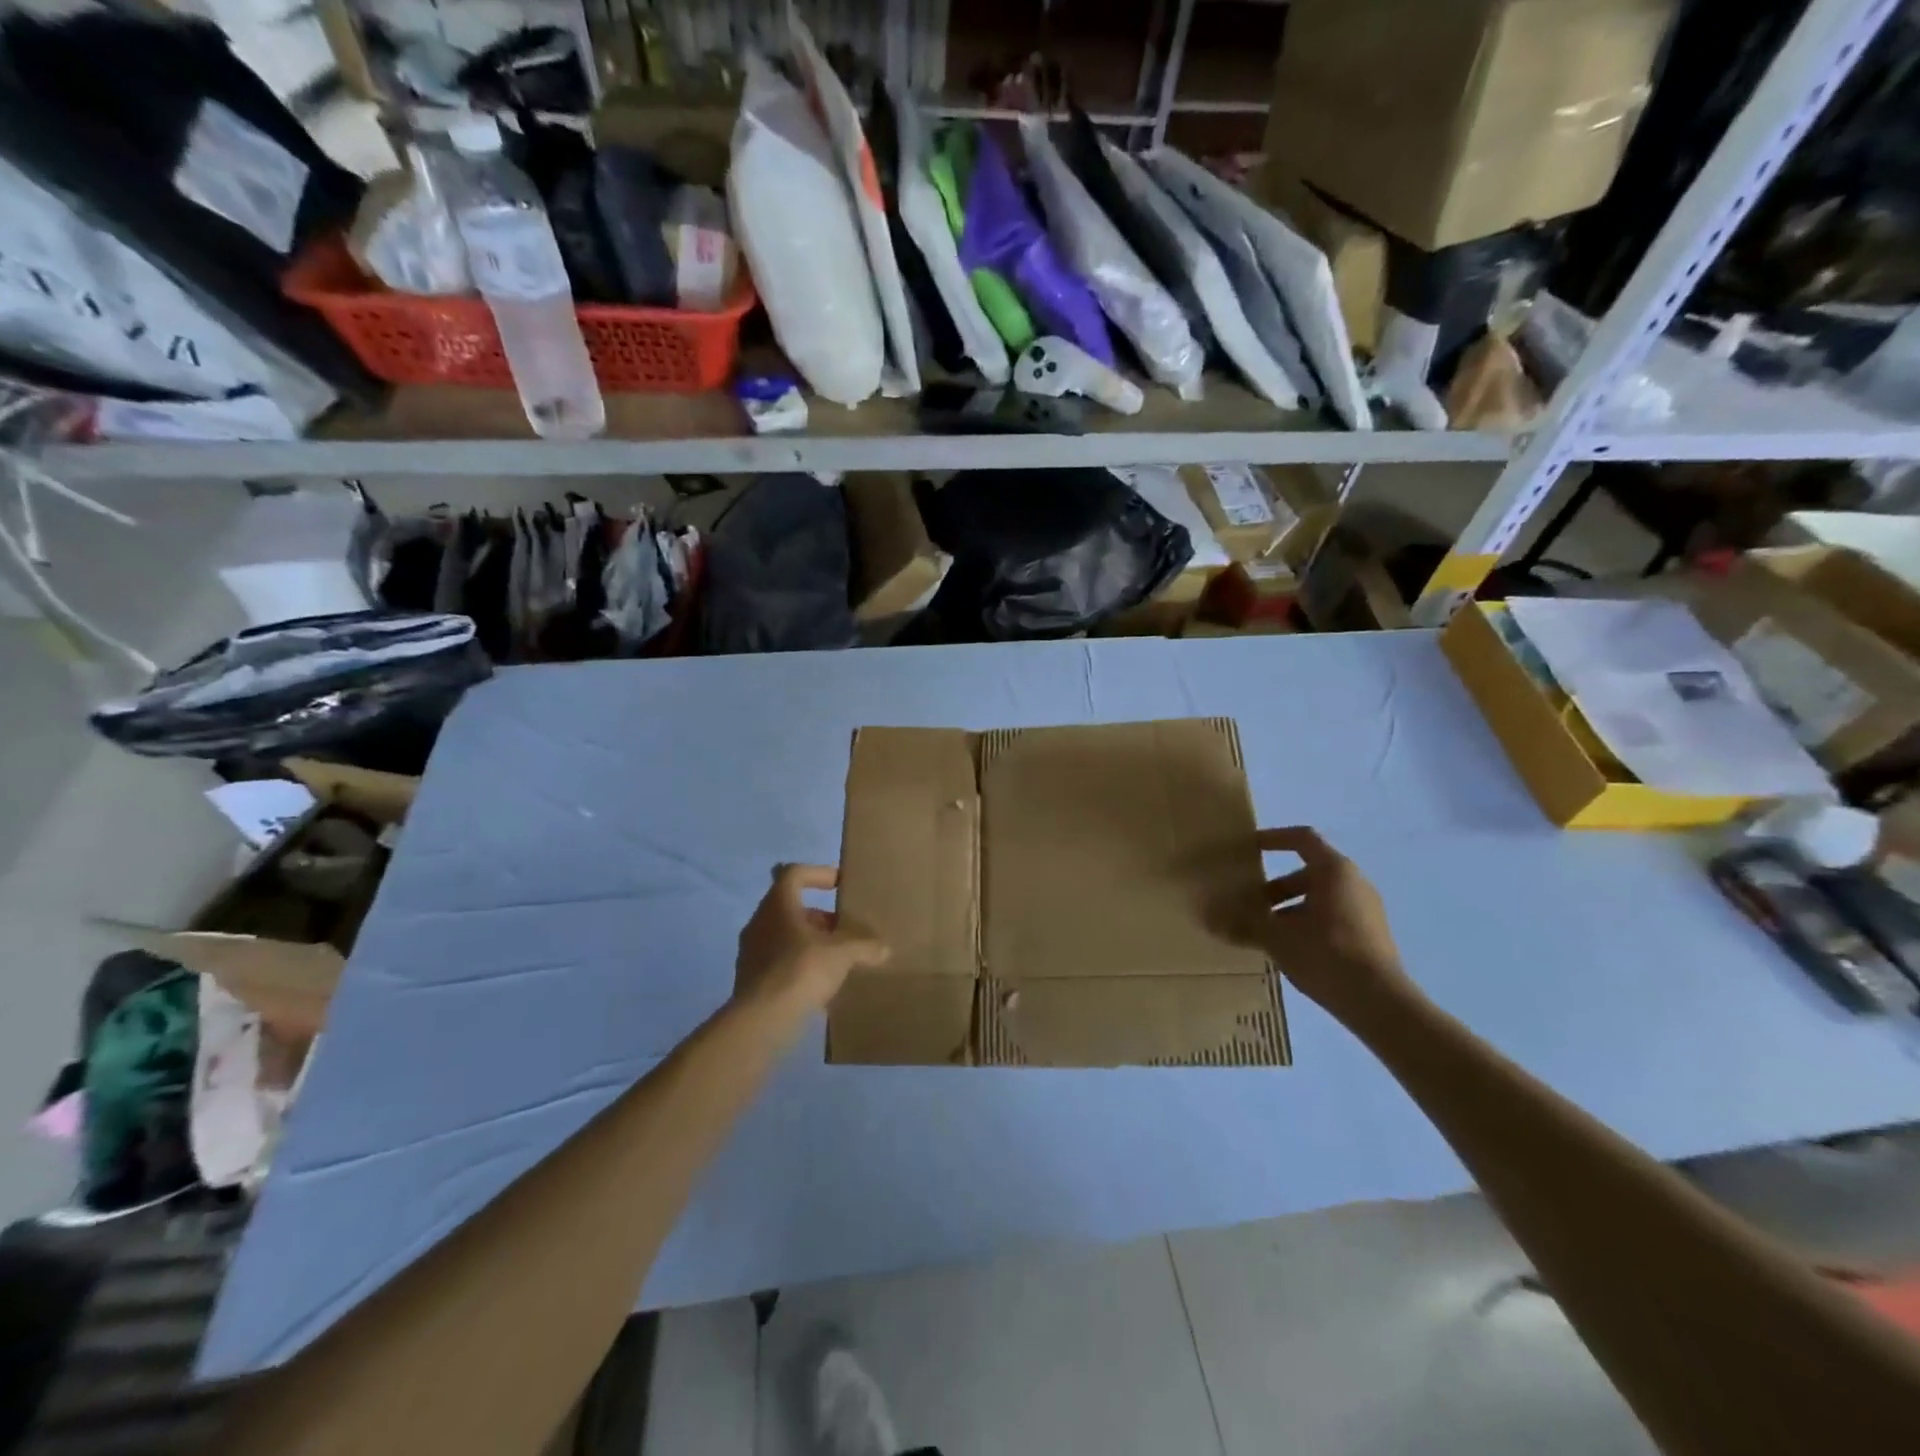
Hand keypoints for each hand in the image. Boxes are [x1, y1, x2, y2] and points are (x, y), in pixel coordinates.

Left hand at [735, 864, 888, 1016]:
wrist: (761, 1020)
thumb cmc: (801, 970)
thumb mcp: (841, 954)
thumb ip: (864, 946)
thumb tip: (884, 949)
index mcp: (778, 905)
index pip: (794, 874)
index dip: (818, 873)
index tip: (839, 885)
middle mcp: (760, 921)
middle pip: (791, 907)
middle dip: (820, 916)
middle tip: (844, 929)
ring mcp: (751, 951)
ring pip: (784, 935)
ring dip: (809, 941)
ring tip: (835, 958)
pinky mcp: (749, 978)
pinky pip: (778, 961)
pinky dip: (798, 964)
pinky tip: (819, 983)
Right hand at [1254, 827, 1415, 1021]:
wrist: (1380, 1003)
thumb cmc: (1325, 953)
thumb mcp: (1276, 936)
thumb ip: (1243, 922)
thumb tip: (1208, 916)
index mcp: (1334, 871)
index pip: (1301, 839)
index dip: (1272, 838)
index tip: (1247, 848)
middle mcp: (1354, 883)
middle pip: (1306, 873)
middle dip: (1273, 888)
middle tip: (1247, 905)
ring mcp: (1366, 911)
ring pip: (1317, 899)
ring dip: (1286, 910)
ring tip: (1262, 933)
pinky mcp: (1370, 937)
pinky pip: (1330, 919)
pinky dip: (1305, 925)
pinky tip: (1287, 951)